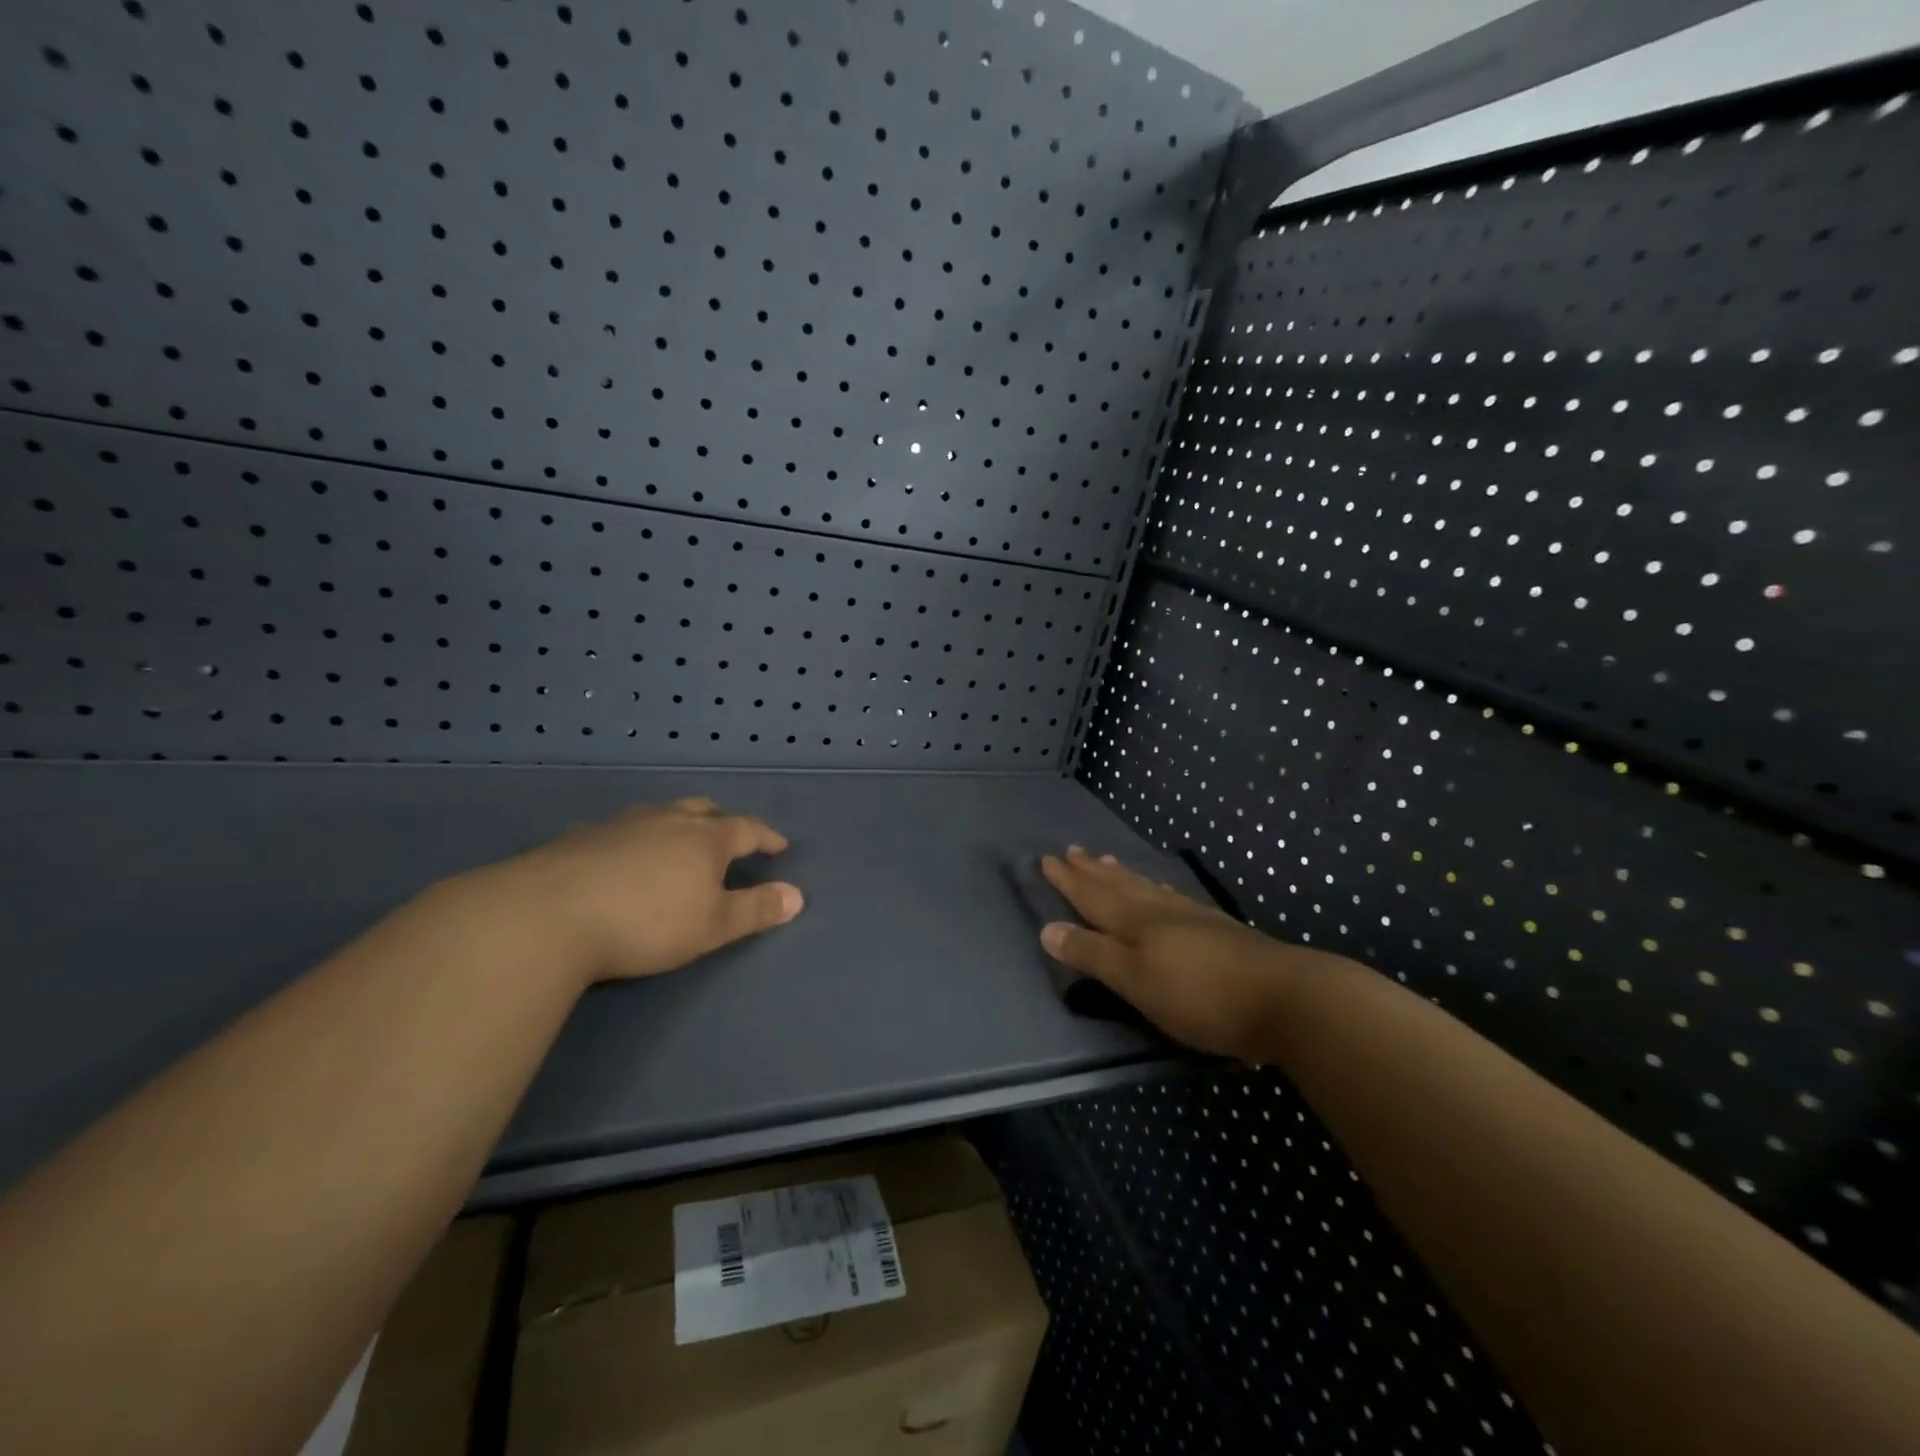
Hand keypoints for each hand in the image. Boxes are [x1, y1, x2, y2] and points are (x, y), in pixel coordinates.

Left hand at [468, 797, 802, 984]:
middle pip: (703, 810)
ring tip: (679, 837)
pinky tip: (622, 851)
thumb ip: (757, 910)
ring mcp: (622, 825)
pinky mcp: (581, 837)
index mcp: (705, 839)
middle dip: (723, 820)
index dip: (767, 837)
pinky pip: (620, 829)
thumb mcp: (713, 926)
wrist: (549, 916)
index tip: (780, 846)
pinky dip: (634, 836)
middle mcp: (667, 821)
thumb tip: (798, 896)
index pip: (747, 829)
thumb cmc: (647, 923)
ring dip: (678, 822)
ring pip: (660, 813)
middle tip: (732, 833)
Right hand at [1039, 846, 1340, 1059]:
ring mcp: (1193, 919)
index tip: (1047, 859)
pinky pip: (1173, 898)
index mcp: (1136, 923)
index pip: (1092, 897)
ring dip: (1124, 876)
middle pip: (1119, 886)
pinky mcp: (1219, 931)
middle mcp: (1161, 913)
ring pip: (1147, 889)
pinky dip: (1157, 890)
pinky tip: (1164, 893)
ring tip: (1109, 862)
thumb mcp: (1136, 981)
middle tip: (1073, 851)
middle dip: (1092, 872)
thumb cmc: (1200, 995)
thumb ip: (1093, 955)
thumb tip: (1048, 929)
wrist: (1285, 998)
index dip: (1068, 881)